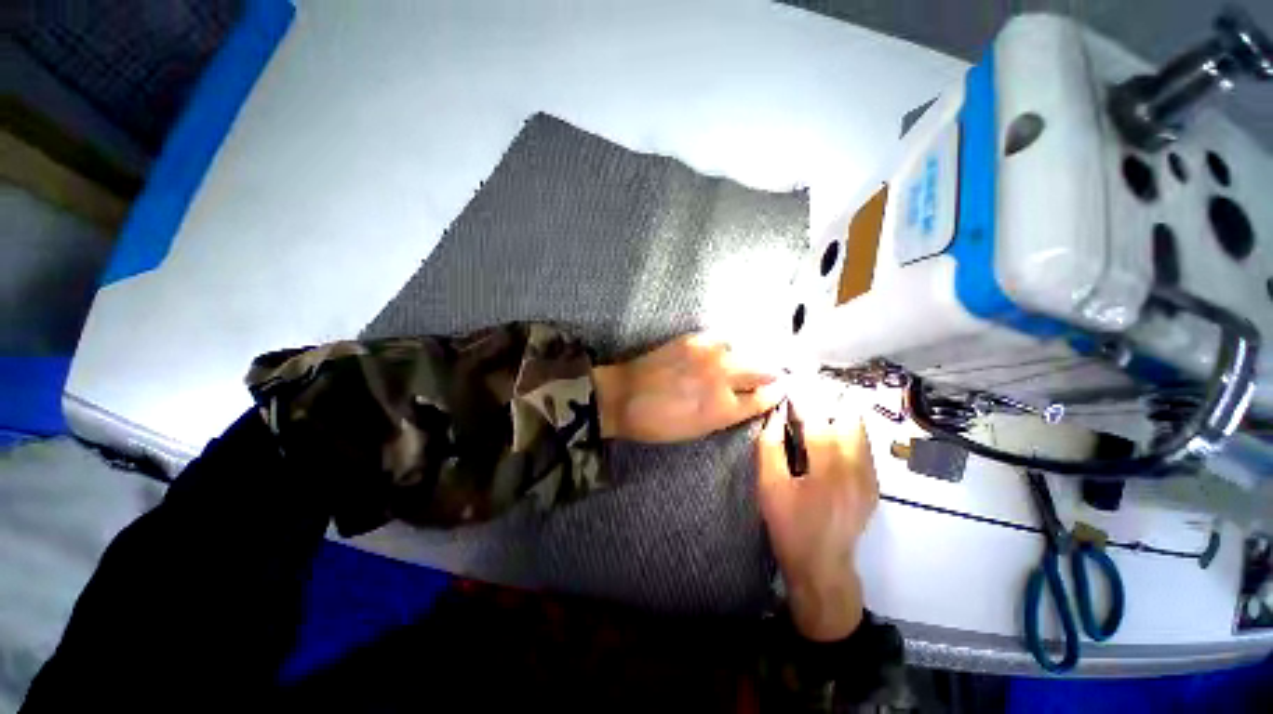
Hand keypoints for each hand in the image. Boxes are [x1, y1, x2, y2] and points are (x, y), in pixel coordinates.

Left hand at [592, 334, 784, 442]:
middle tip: (770, 374)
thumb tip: (748, 399)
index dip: (774, 393)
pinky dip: (728, 346)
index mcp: (724, 408)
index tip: (778, 388)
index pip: (764, 397)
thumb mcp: (699, 429)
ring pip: (745, 350)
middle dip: (770, 373)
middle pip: (763, 369)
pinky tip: (725, 351)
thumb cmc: (659, 423)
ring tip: (747, 361)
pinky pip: (722, 339)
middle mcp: (723, 377)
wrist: (624, 396)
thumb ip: (728, 413)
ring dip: (750, 357)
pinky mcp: (693, 339)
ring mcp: (709, 354)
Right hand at [757, 401, 877, 640]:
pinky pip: (863, 445)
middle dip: (826, 401)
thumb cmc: (789, 526)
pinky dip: (847, 431)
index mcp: (828, 470)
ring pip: (860, 430)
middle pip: (849, 418)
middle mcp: (857, 469)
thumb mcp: (769, 487)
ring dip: (838, 414)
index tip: (791, 385)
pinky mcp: (874, 485)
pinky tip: (829, 434)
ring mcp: (871, 477)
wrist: (822, 566)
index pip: (820, 421)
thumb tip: (774, 416)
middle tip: (805, 396)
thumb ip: (770, 447)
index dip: (804, 400)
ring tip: (816, 410)